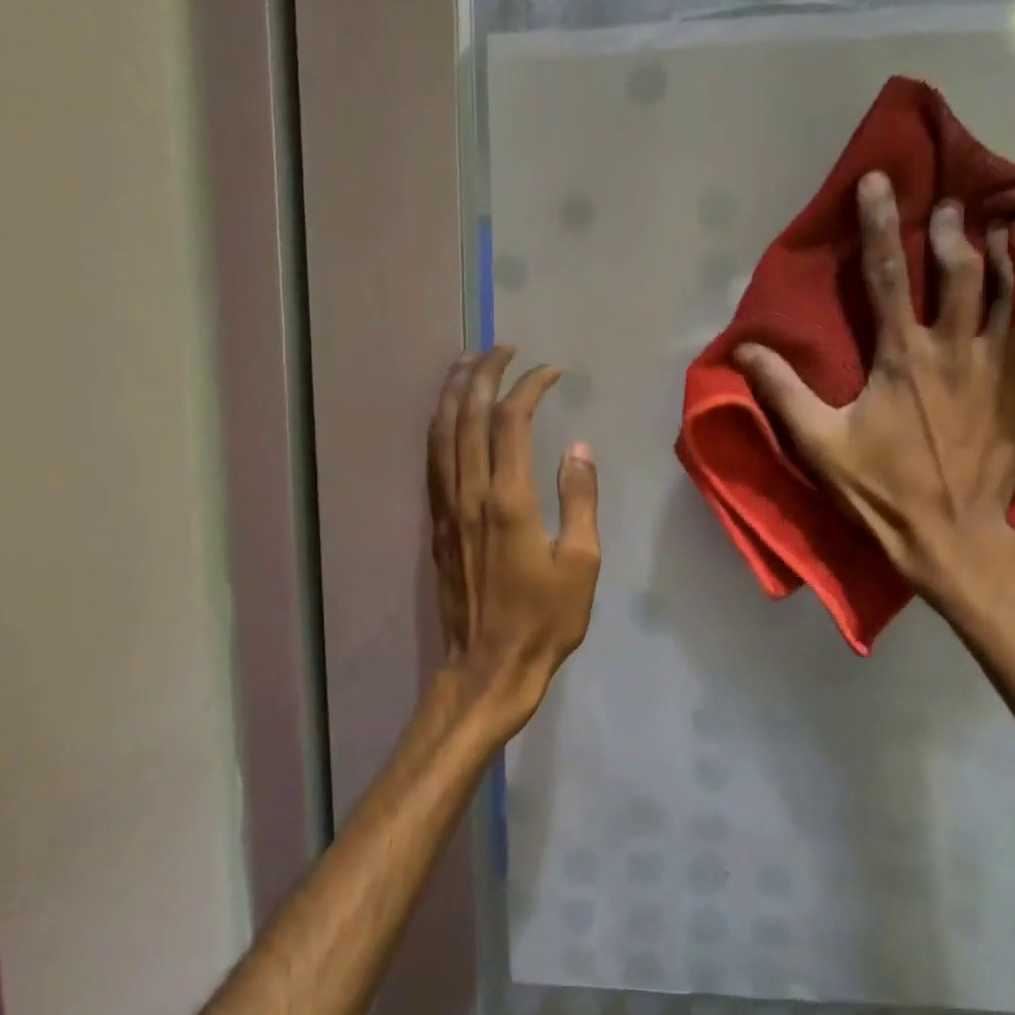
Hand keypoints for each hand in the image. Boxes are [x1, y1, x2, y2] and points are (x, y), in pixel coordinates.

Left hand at [428, 348, 600, 739]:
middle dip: (483, 374)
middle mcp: (470, 495)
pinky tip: (446, 418)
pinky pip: (432, 463)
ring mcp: (446, 510)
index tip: (551, 372)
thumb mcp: (582, 564)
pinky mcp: (434, 527)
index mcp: (509, 501)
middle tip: (501, 348)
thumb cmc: (544, 620)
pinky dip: (438, 429)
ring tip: (467, 364)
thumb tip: (578, 448)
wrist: (488, 667)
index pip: (511, 423)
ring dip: (452, 393)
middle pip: (467, 417)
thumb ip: (578, 500)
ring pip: (440, 435)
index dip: (529, 388)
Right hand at [736, 172, 1014, 611]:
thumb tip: (744, 350)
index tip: (878, 180)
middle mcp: (955, 351)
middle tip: (951, 203)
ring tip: (1011, 226)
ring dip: (1011, 256)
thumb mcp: (818, 444)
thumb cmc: (879, 491)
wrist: (948, 538)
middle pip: (961, 272)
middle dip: (953, 230)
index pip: (886, 276)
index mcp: (901, 357)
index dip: (880, 224)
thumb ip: (782, 392)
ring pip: (1014, 296)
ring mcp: (999, 372)